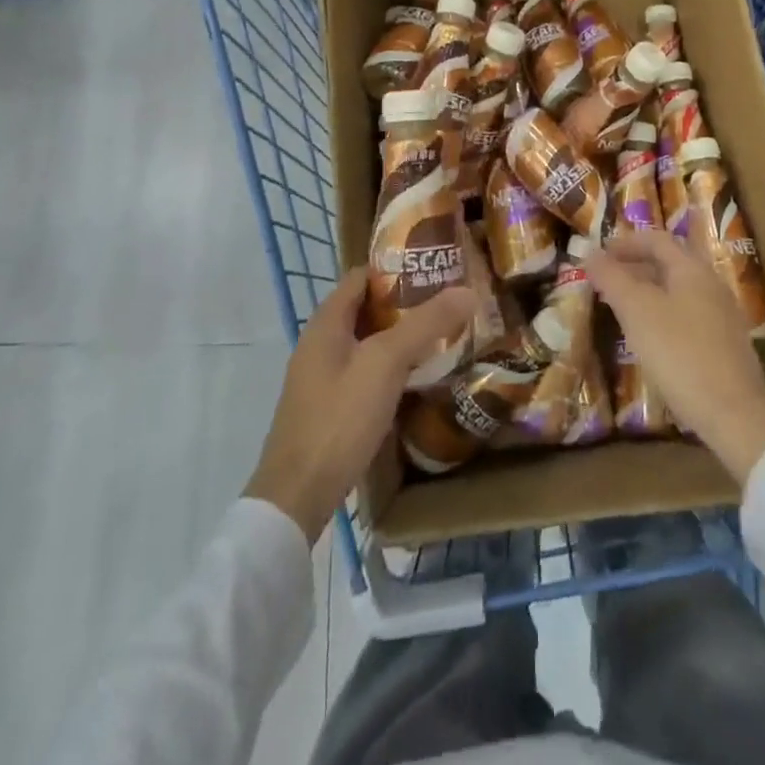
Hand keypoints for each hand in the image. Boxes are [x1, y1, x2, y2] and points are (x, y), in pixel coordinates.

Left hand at [244, 270, 475, 542]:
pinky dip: (392, 367)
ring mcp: (323, 378)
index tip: (436, 269)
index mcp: (326, 323)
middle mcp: (321, 344)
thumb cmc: (339, 418)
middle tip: (449, 303)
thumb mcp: (386, 363)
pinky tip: (419, 377)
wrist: (297, 496)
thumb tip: (467, 290)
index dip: (397, 268)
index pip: (362, 276)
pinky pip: (366, 372)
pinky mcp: (331, 408)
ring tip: (444, 336)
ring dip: (402, 337)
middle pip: (367, 309)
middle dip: (407, 304)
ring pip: (369, 343)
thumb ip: (425, 324)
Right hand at [586, 232, 764, 484]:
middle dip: (635, 267)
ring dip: (647, 292)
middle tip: (605, 281)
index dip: (625, 243)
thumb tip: (590, 253)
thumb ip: (612, 278)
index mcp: (692, 269)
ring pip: (678, 291)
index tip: (598, 255)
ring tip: (621, 308)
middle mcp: (711, 284)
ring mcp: (722, 316)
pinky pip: (687, 315)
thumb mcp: (637, 311)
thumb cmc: (679, 353)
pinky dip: (662, 315)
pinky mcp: (724, 345)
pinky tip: (649, 339)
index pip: (656, 240)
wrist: (734, 414)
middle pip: (669, 263)